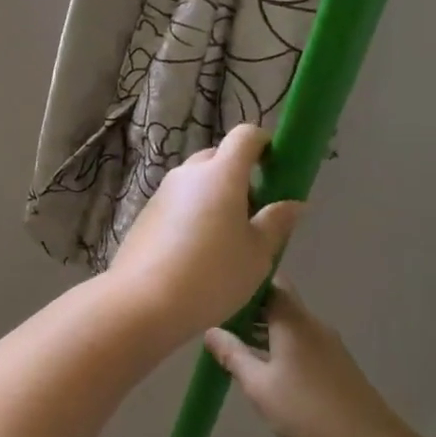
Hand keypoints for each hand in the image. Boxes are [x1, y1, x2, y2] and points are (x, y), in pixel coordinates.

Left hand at [104, 124, 302, 338]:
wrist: (143, 301)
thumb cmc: (212, 275)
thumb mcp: (257, 254)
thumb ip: (276, 222)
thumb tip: (293, 203)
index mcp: (221, 174)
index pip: (245, 135)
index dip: (264, 144)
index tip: (276, 168)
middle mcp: (188, 173)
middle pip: (218, 157)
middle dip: (240, 175)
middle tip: (254, 213)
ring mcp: (162, 192)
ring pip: (196, 181)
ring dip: (215, 196)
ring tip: (228, 239)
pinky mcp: (146, 213)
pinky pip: (178, 202)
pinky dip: (193, 213)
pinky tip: (198, 252)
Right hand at [206, 282, 415, 436]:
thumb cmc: (307, 411)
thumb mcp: (259, 385)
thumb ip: (233, 355)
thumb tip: (210, 331)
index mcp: (293, 320)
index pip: (267, 283)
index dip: (242, 283)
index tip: (218, 295)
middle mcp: (312, 324)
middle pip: (278, 302)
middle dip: (249, 309)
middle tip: (218, 322)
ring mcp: (328, 345)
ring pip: (289, 325)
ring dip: (263, 330)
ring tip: (234, 346)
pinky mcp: (336, 366)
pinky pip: (301, 343)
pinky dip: (279, 347)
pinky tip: (264, 369)